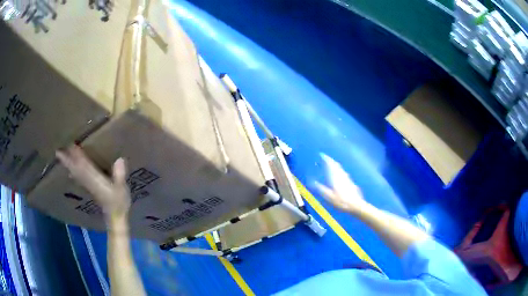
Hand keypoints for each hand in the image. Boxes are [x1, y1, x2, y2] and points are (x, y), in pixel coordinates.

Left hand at [56, 146, 130, 219]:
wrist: (115, 218)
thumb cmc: (119, 203)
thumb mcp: (122, 189)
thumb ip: (120, 175)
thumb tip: (120, 159)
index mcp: (96, 180)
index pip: (84, 166)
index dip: (78, 156)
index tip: (71, 144)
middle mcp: (89, 182)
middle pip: (76, 169)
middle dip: (68, 160)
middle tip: (58, 151)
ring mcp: (88, 186)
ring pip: (75, 173)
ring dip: (68, 165)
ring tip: (61, 157)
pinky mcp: (89, 188)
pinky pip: (78, 178)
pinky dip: (73, 173)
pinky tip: (70, 171)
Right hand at [314, 154, 369, 213]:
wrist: (355, 205)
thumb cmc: (341, 201)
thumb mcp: (328, 196)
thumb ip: (320, 188)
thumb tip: (311, 182)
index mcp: (335, 177)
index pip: (331, 164)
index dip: (326, 159)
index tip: (322, 155)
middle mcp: (342, 175)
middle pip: (336, 165)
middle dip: (331, 161)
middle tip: (326, 159)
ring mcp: (347, 178)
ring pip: (340, 169)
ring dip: (335, 166)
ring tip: (331, 166)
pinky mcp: (351, 183)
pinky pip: (343, 173)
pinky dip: (339, 171)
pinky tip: (339, 176)